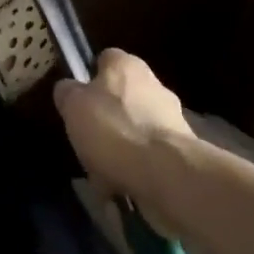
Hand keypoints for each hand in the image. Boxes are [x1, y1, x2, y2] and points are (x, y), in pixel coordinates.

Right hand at [55, 50, 195, 227]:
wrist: (169, 176)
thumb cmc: (114, 129)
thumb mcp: (73, 105)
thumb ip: (67, 92)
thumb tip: (69, 91)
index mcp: (126, 64)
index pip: (103, 61)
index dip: (88, 81)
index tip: (78, 105)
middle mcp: (154, 84)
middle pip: (122, 99)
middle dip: (108, 122)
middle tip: (90, 146)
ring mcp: (174, 120)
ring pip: (137, 132)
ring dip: (123, 151)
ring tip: (105, 178)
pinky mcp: (185, 155)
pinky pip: (152, 160)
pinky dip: (139, 173)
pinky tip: (125, 192)